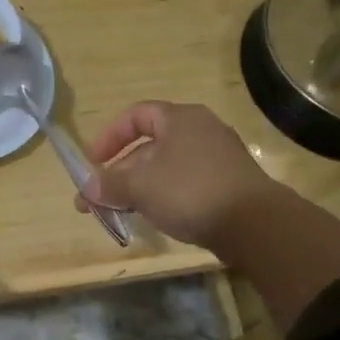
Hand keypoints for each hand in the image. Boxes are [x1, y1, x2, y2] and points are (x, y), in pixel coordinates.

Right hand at [78, 101, 285, 246]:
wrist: (252, 223)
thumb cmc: (190, 191)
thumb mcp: (141, 186)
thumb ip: (110, 185)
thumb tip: (86, 190)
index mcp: (180, 119)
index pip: (136, 116)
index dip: (109, 136)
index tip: (91, 162)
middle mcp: (201, 131)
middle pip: (149, 146)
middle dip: (119, 173)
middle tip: (98, 200)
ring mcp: (218, 158)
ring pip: (166, 168)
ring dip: (138, 188)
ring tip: (120, 213)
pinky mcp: (227, 185)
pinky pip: (185, 184)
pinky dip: (164, 197)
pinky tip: (153, 218)